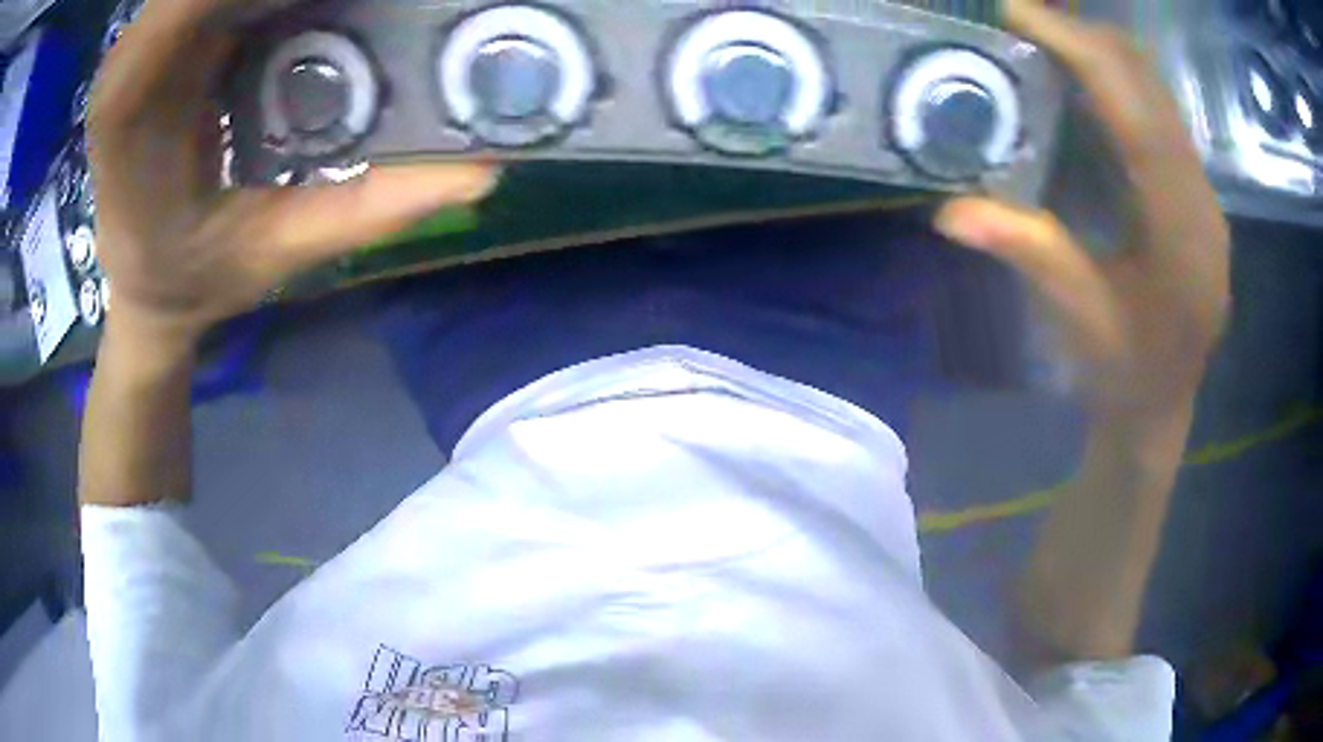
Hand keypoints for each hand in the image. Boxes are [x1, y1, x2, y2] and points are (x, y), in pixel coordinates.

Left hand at [88, 0, 496, 346]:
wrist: (146, 283)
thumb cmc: (196, 277)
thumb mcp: (279, 252)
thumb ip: (365, 209)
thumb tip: (481, 169)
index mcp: (132, 111)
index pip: (190, 3)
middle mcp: (129, 59)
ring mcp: (145, 40)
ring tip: (348, 5)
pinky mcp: (166, 32)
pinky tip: (312, 4)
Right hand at [934, 0, 1229, 422]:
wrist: (1163, 406)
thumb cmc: (1126, 374)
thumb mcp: (1080, 320)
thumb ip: (1029, 255)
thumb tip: (947, 210)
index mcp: (1182, 236)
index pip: (1138, 115)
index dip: (1080, 51)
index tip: (1016, 11)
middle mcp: (1202, 200)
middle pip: (1150, 86)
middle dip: (1082, 36)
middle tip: (1016, 19)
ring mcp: (1202, 191)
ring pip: (1155, 90)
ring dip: (1096, 51)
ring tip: (1037, 37)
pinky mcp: (1193, 189)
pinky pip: (1156, 109)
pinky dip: (1113, 80)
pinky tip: (1076, 80)